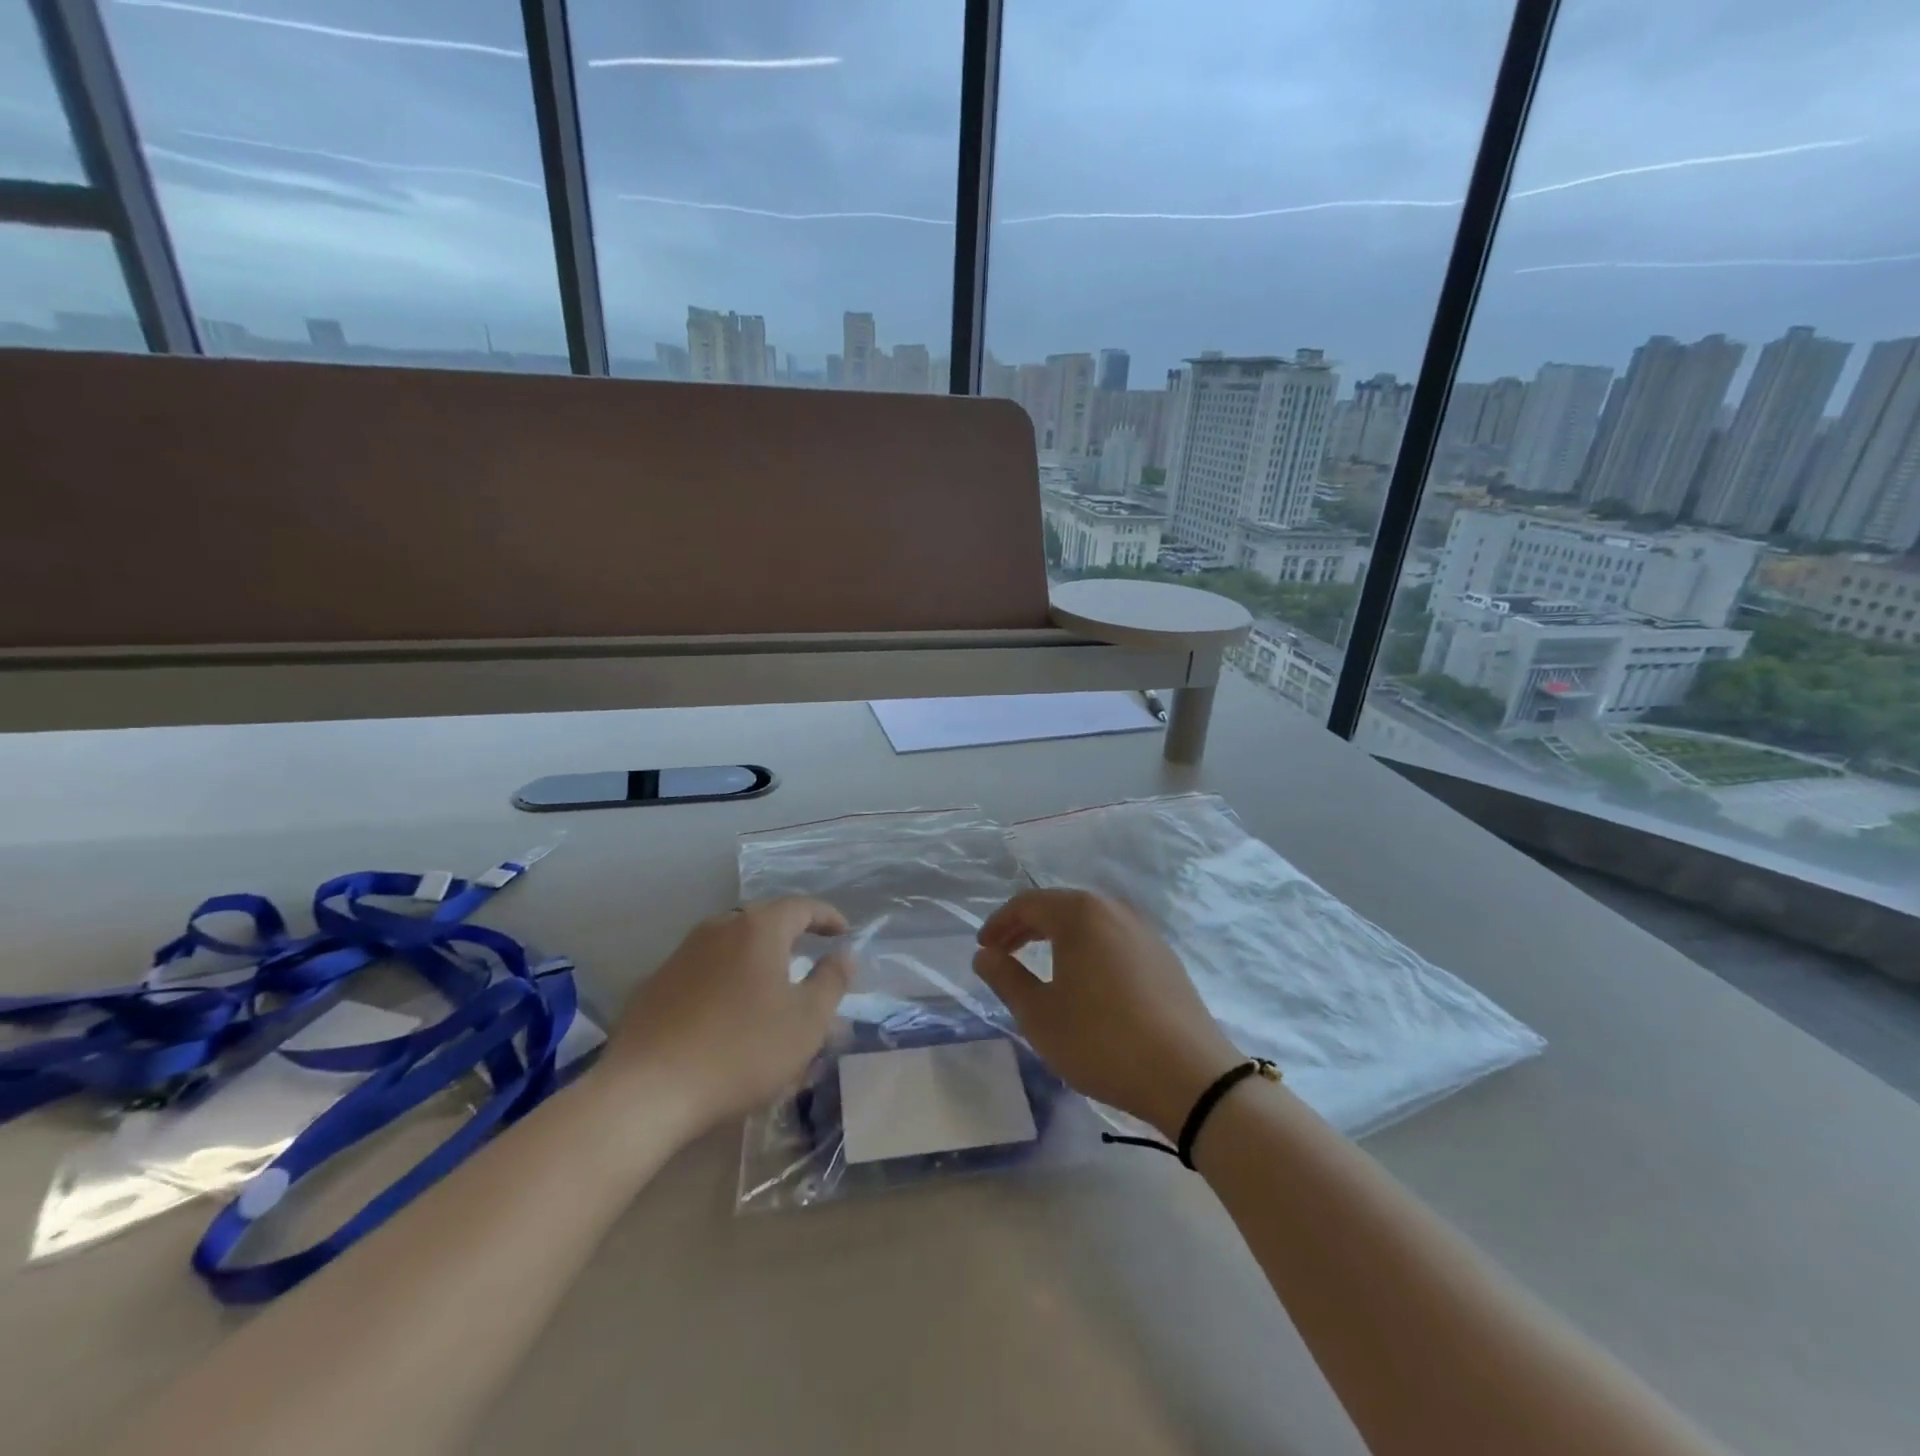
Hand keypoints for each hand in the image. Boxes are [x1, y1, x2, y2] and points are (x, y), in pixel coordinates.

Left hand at [601, 898, 853, 1134]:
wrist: (647, 1091)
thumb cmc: (741, 1050)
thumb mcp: (806, 1021)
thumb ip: (831, 981)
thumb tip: (843, 954)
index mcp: (758, 928)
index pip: (802, 907)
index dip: (828, 917)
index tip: (844, 933)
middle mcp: (718, 928)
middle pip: (764, 922)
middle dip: (791, 938)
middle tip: (809, 962)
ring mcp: (682, 954)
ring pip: (732, 947)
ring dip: (756, 962)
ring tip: (770, 993)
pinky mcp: (656, 984)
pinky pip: (705, 971)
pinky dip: (726, 981)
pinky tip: (727, 1016)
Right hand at [973, 888, 1239, 1137]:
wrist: (1189, 1076)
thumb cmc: (1101, 1040)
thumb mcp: (1040, 1015)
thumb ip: (1006, 978)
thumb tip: (984, 955)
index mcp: (1081, 914)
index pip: (1028, 904)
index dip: (1000, 923)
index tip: (983, 948)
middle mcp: (1114, 909)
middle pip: (1060, 907)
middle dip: (1027, 927)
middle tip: (1003, 954)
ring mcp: (1145, 931)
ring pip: (1089, 922)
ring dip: (1058, 938)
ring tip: (1040, 966)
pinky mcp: (1164, 956)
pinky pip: (1113, 939)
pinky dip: (1088, 949)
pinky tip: (1084, 981)